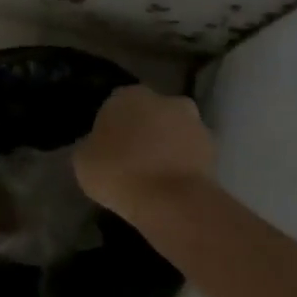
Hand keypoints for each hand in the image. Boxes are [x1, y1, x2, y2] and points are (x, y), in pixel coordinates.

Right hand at [73, 86, 214, 222]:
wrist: (170, 200)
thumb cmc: (118, 173)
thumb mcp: (82, 161)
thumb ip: (90, 145)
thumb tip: (96, 145)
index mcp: (128, 95)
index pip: (114, 105)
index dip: (109, 127)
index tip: (105, 149)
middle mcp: (165, 99)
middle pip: (148, 114)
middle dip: (141, 132)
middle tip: (129, 161)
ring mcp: (193, 122)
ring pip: (172, 132)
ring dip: (165, 147)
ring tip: (152, 177)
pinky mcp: (213, 147)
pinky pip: (189, 153)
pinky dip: (181, 164)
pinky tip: (170, 185)